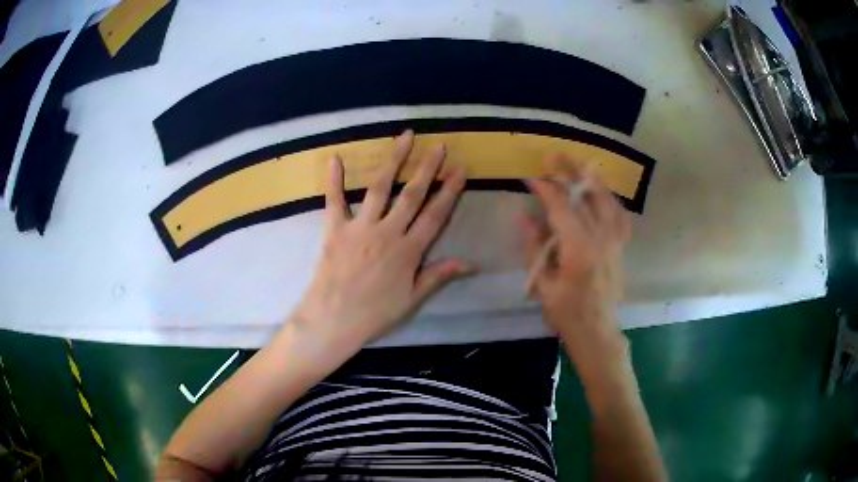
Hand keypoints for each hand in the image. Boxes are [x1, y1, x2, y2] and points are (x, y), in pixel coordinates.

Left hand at [292, 130, 474, 347]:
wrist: (333, 321)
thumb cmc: (375, 314)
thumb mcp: (412, 299)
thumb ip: (439, 275)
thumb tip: (471, 263)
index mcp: (408, 251)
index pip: (435, 215)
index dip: (449, 191)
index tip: (460, 169)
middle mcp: (387, 232)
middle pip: (412, 195)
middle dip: (427, 168)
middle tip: (438, 146)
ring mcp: (360, 228)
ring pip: (380, 188)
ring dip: (394, 161)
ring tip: (405, 138)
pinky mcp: (335, 229)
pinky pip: (334, 201)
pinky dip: (333, 180)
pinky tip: (335, 158)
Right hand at [522, 155, 630, 355]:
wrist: (597, 329)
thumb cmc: (566, 312)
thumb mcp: (544, 283)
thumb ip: (535, 247)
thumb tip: (524, 217)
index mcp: (579, 249)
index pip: (562, 208)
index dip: (547, 189)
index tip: (532, 176)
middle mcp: (601, 238)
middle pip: (586, 197)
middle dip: (568, 173)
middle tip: (553, 156)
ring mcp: (615, 240)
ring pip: (607, 200)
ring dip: (591, 179)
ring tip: (579, 163)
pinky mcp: (621, 245)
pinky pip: (619, 214)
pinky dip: (609, 198)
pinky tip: (602, 191)